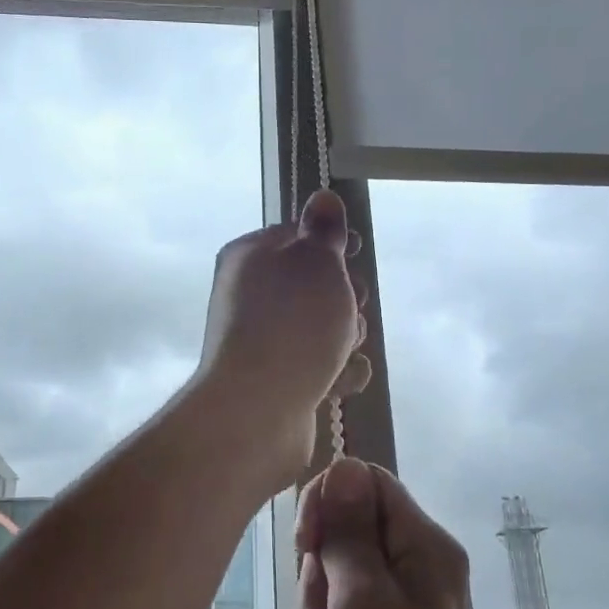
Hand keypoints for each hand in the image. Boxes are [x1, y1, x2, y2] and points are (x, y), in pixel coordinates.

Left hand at [195, 190, 371, 470]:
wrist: (257, 412)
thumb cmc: (293, 325)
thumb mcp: (316, 263)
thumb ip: (325, 230)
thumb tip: (323, 196)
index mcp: (251, 257)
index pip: (298, 235)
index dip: (333, 243)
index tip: (357, 252)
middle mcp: (251, 295)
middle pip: (315, 284)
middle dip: (345, 297)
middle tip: (350, 308)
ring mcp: (262, 340)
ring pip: (323, 327)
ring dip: (345, 338)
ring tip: (339, 352)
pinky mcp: (276, 379)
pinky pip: (319, 365)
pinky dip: (335, 372)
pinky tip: (337, 383)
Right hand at [294, 459, 503, 608]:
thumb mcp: (361, 603)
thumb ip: (350, 532)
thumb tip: (345, 467)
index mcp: (423, 548)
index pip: (365, 483)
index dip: (328, 502)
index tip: (307, 544)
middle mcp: (415, 573)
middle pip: (342, 537)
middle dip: (318, 580)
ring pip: (329, 586)